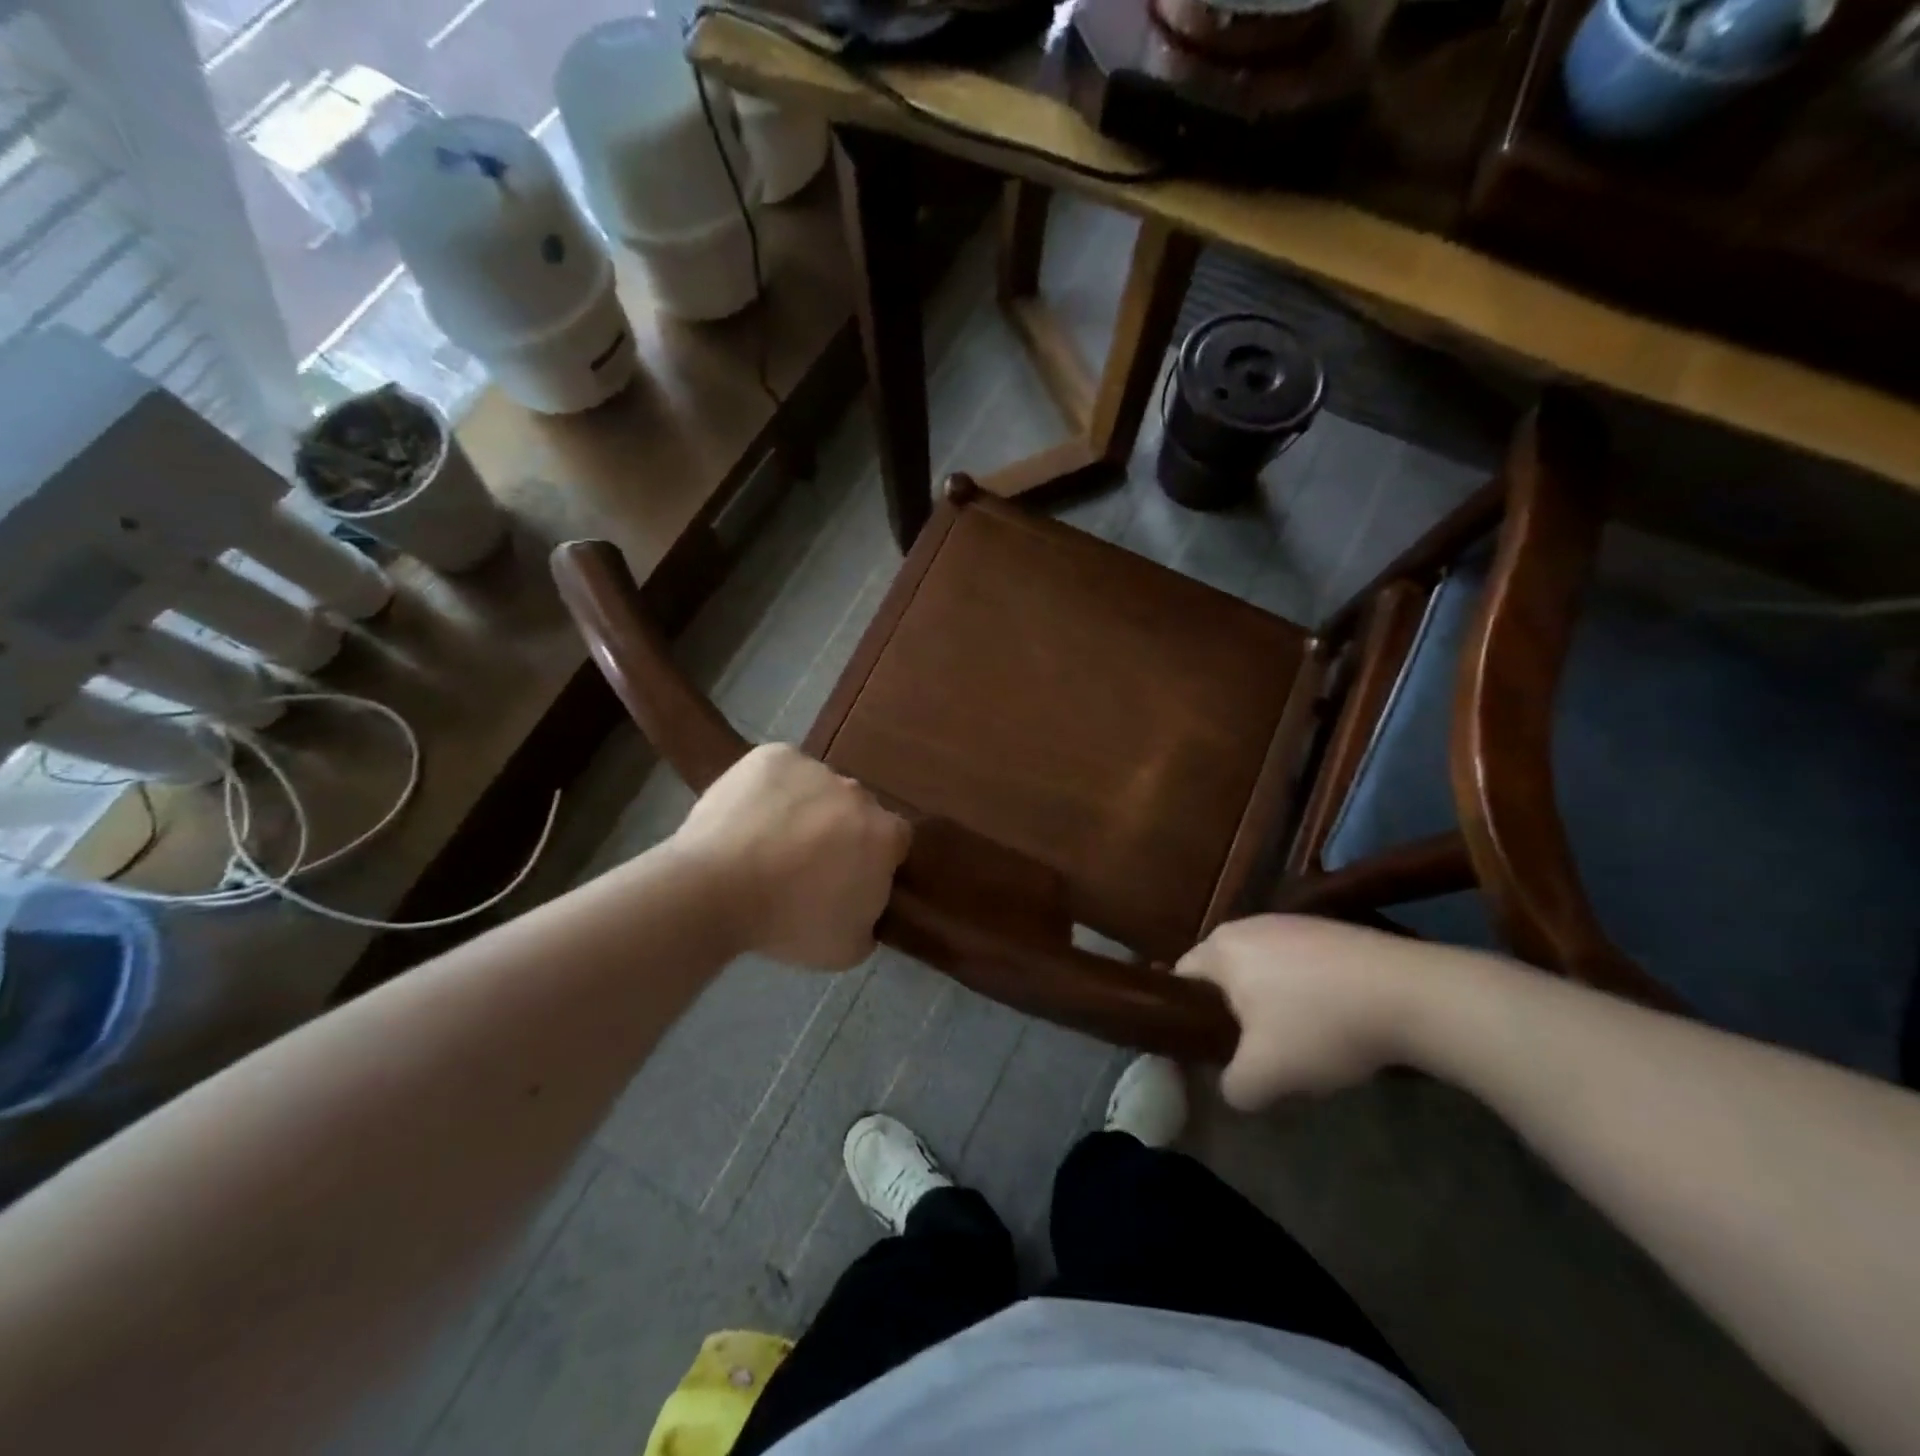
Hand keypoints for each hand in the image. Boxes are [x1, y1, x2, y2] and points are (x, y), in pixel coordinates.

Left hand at [673, 744, 911, 969]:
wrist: (714, 890)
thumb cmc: (787, 924)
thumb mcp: (847, 948)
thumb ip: (870, 920)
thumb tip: (864, 906)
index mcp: (884, 835)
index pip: (893, 841)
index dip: (872, 859)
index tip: (847, 878)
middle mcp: (858, 793)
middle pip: (856, 810)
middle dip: (839, 831)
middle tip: (806, 863)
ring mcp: (815, 768)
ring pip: (818, 787)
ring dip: (805, 808)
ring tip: (768, 841)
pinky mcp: (774, 755)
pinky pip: (782, 771)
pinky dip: (771, 788)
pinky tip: (749, 817)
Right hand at [1176, 916, 1437, 1108]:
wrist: (1410, 994)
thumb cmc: (1319, 1025)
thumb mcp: (1266, 1074)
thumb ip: (1234, 1087)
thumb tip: (1233, 1088)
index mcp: (1221, 948)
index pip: (1182, 979)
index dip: (1187, 1017)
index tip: (1207, 1050)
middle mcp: (1249, 924)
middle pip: (1224, 974)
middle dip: (1235, 1014)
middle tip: (1254, 1053)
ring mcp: (1292, 923)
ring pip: (1264, 970)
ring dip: (1273, 1005)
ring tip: (1300, 1043)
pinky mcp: (1331, 930)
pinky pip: (1300, 965)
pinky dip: (1307, 994)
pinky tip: (1335, 1022)